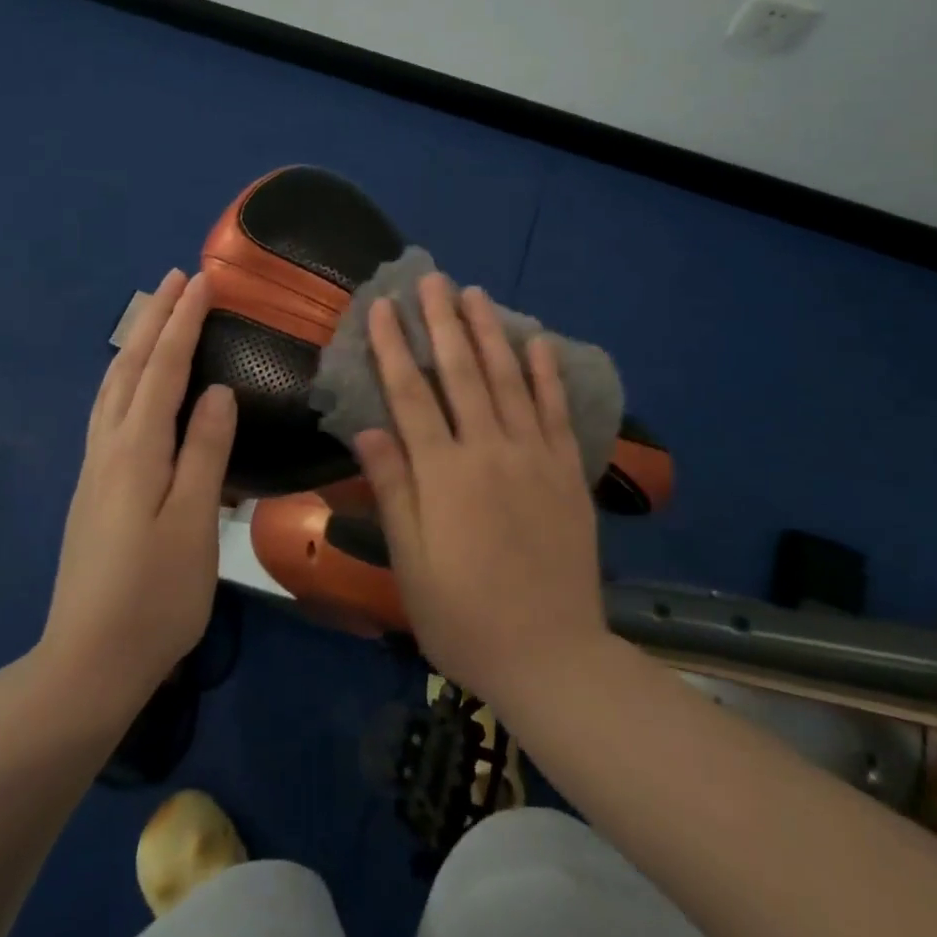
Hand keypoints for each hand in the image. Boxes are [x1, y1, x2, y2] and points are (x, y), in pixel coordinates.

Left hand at [40, 269, 236, 713]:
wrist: (87, 663)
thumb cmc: (155, 596)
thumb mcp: (194, 523)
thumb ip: (205, 451)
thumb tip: (216, 390)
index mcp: (136, 450)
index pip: (163, 368)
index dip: (183, 321)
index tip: (201, 280)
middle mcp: (108, 447)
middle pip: (130, 367)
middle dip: (153, 318)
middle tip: (174, 278)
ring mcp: (94, 469)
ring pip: (112, 387)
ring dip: (134, 343)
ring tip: (153, 316)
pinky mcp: (92, 490)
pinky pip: (108, 410)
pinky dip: (125, 377)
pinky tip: (132, 386)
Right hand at [354, 275, 608, 704]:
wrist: (551, 656)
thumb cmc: (464, 616)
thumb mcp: (410, 563)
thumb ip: (392, 489)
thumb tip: (369, 428)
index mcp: (443, 474)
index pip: (410, 394)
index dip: (393, 346)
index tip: (382, 306)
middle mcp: (488, 451)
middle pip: (460, 372)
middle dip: (442, 321)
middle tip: (431, 279)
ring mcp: (533, 457)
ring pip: (508, 379)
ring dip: (489, 332)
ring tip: (475, 294)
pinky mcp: (566, 471)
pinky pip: (555, 411)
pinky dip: (547, 373)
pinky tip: (537, 341)